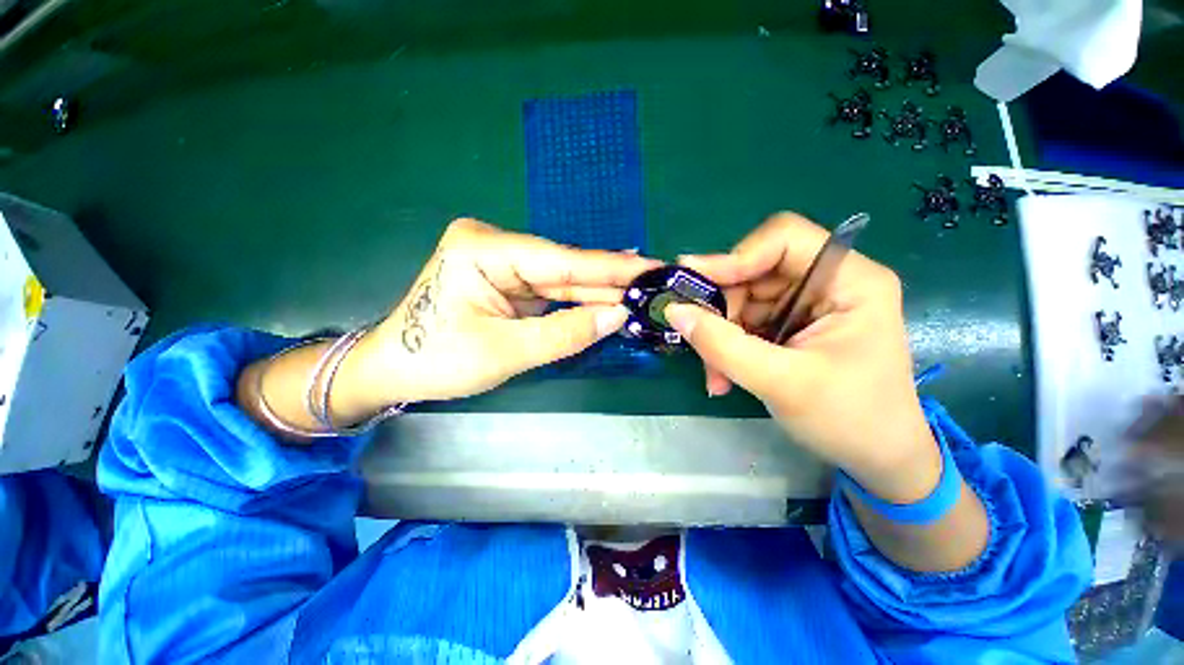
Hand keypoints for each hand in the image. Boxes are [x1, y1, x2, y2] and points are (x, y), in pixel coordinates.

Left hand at [339, 219, 658, 408]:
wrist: (394, 369)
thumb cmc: (436, 361)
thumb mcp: (506, 352)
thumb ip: (565, 333)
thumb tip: (618, 316)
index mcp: (483, 249)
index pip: (561, 260)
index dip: (610, 268)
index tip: (651, 267)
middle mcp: (494, 245)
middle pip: (564, 268)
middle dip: (608, 281)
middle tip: (653, 283)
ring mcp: (500, 262)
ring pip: (561, 280)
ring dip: (597, 292)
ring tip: (640, 292)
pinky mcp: (506, 280)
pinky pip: (550, 291)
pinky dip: (578, 301)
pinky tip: (608, 300)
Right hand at [665, 213, 939, 502]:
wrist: (876, 458)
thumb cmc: (848, 419)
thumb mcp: (780, 382)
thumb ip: (722, 345)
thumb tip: (674, 310)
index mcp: (850, 280)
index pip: (784, 239)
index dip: (736, 256)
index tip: (693, 281)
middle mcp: (827, 282)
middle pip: (755, 272)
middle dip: (721, 308)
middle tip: (696, 339)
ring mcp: (806, 304)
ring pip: (742, 299)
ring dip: (719, 334)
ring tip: (714, 373)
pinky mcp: (790, 324)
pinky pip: (744, 321)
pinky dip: (726, 345)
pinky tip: (722, 375)